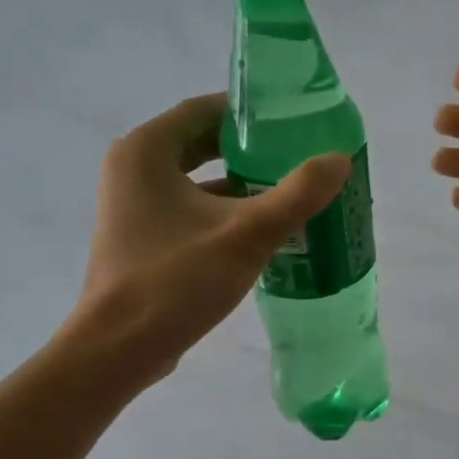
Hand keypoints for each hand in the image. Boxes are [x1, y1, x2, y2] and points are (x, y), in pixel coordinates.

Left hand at [73, 93, 349, 381]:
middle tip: (298, 157)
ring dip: (240, 185)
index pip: (204, 110)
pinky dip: (223, 213)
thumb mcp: (245, 235)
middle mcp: (132, 169)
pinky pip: (189, 210)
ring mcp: (133, 206)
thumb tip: (339, 160)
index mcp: (146, 151)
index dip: (250, 113)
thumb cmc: (175, 281)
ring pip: (197, 180)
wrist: (119, 349)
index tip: (293, 122)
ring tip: (290, 192)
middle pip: (201, 143)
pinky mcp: (141, 238)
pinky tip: (262, 231)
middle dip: (250, 151)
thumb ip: (296, 195)